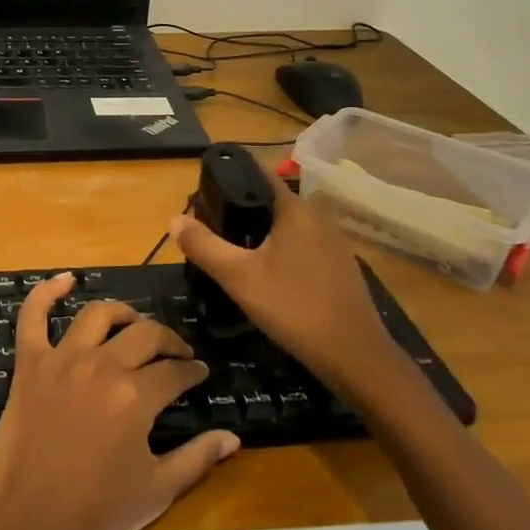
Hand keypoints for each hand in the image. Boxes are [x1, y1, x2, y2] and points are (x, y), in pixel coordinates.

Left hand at [0, 272, 240, 529]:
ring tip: (133, 323)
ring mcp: (61, 360)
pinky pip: (33, 317)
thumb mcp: (156, 490)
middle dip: (168, 340)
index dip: (192, 369)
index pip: (175, 370)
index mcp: (135, 396)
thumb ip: (197, 458)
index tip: (199, 372)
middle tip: (175, 352)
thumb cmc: (96, 513)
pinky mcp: (29, 364)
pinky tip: (65, 280)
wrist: (28, 525)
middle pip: (144, 335)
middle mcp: (101, 366)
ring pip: (97, 315)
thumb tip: (232, 437)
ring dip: (121, 313)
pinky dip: (46, 293)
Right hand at [171, 181, 407, 395]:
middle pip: (273, 200)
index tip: (207, 189)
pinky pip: (304, 244)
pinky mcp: (341, 265)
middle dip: (245, 208)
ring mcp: (335, 241)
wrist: (354, 355)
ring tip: (236, 250)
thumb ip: (204, 245)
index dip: (232, 176)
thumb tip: (174, 219)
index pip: (260, 174)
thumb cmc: (293, 307)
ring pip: (290, 224)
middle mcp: (319, 216)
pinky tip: (269, 273)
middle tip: (215, 227)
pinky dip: (284, 249)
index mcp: (296, 209)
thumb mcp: (238, 277)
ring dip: (265, 231)